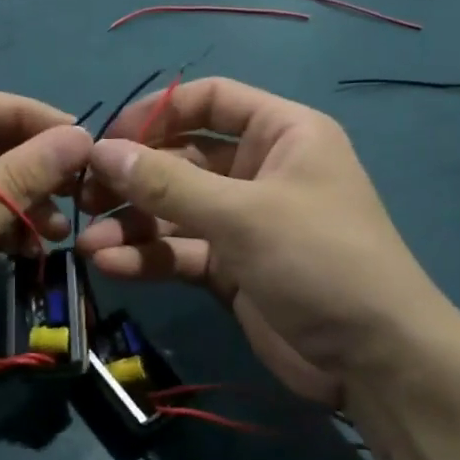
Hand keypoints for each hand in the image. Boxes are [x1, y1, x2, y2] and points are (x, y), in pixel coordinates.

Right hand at [76, 78, 446, 406]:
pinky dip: (149, 257)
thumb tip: (102, 151)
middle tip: (85, 195)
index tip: (107, 138)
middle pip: (183, 158)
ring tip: (89, 242)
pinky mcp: (231, 268)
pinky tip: (111, 265)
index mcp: (282, 134)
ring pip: (175, 210)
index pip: (211, 100)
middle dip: (134, 178)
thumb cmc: (319, 259)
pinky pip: (181, 251)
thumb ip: (168, 182)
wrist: (374, 360)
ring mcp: (244, 222)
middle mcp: (260, 170)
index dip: (157, 113)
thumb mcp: (242, 214)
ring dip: (132, 224)